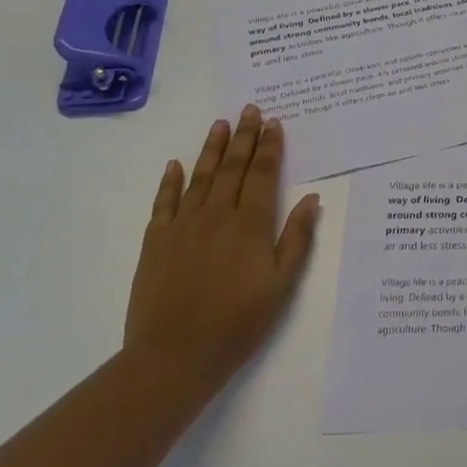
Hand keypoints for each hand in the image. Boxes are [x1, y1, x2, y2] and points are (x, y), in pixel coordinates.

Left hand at [122, 106, 321, 395]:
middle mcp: (217, 214)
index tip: (274, 123)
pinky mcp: (155, 242)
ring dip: (211, 148)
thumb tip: (311, 199)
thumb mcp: (282, 284)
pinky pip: (164, 202)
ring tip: (220, 124)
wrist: (174, 357)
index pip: (262, 174)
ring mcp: (182, 225)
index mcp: (250, 224)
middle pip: (232, 166)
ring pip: (200, 176)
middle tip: (250, 109)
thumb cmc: (238, 323)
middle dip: (244, 136)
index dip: (270, 147)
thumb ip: (297, 238)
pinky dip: (170, 181)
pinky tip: (175, 165)